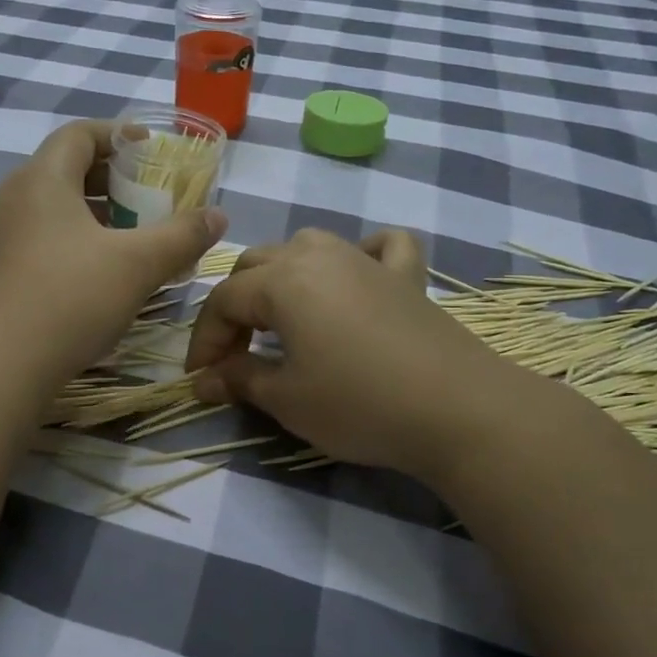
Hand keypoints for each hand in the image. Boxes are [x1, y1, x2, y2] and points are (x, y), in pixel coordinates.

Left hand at [0, 120, 227, 389]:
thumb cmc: (71, 299)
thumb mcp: (138, 265)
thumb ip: (182, 235)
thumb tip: (218, 215)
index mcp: (42, 179)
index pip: (79, 134)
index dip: (118, 136)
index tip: (150, 152)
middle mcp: (12, 198)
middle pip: (64, 169)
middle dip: (110, 180)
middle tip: (146, 200)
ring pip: (50, 208)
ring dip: (91, 214)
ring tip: (127, 239)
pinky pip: (37, 238)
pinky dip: (70, 241)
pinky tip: (94, 275)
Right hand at [186, 228, 555, 483]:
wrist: (457, 410)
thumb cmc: (358, 403)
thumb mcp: (285, 399)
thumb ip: (238, 379)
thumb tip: (203, 380)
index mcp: (282, 280)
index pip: (223, 301)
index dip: (204, 341)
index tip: (200, 379)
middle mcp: (318, 255)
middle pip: (256, 266)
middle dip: (236, 308)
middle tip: (236, 355)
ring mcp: (366, 260)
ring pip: (307, 246)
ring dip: (283, 276)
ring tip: (282, 316)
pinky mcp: (407, 276)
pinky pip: (379, 247)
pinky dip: (362, 254)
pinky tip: (358, 275)